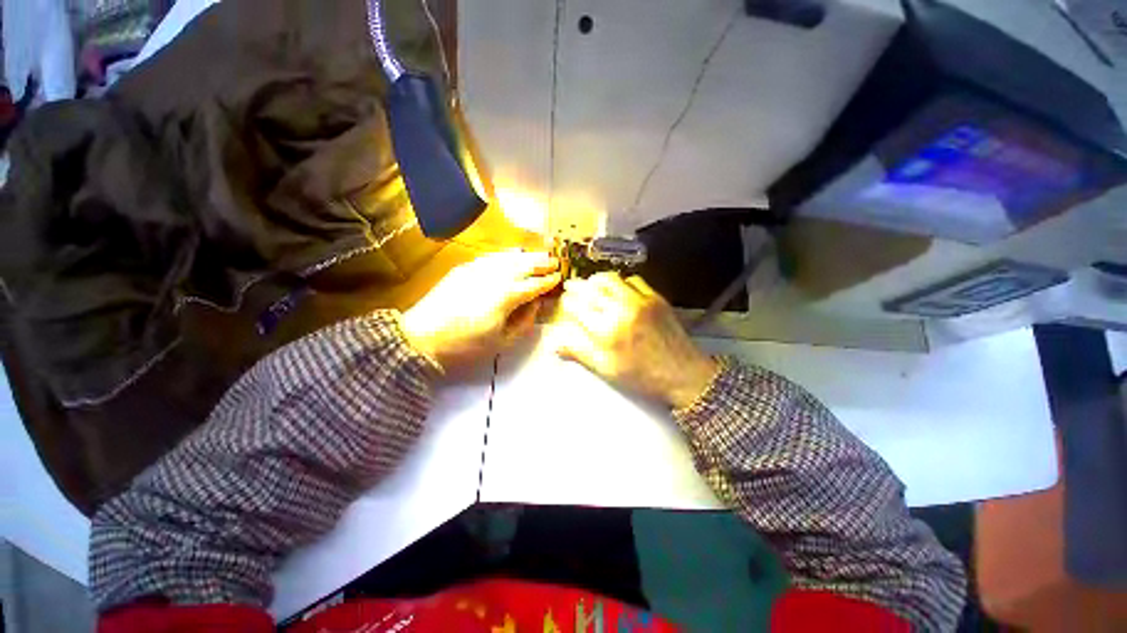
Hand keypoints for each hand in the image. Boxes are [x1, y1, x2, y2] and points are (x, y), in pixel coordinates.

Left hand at [402, 250, 560, 372]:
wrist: (423, 335)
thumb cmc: (466, 344)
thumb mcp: (502, 341)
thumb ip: (525, 322)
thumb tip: (536, 304)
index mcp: (507, 297)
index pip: (534, 285)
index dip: (549, 281)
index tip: (559, 277)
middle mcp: (496, 277)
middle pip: (525, 264)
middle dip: (542, 262)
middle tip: (555, 262)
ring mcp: (480, 269)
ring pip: (510, 257)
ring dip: (528, 255)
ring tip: (540, 255)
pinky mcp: (466, 267)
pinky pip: (493, 256)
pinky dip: (508, 255)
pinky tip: (513, 255)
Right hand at [551, 272, 718, 408]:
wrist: (683, 373)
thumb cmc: (641, 376)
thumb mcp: (606, 369)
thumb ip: (579, 352)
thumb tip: (554, 343)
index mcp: (605, 330)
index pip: (577, 307)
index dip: (568, 303)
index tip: (566, 304)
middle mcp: (620, 309)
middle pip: (591, 289)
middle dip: (577, 287)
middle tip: (571, 288)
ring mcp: (639, 300)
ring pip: (610, 279)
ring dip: (596, 280)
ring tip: (590, 285)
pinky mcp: (655, 297)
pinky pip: (633, 280)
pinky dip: (620, 282)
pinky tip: (618, 290)